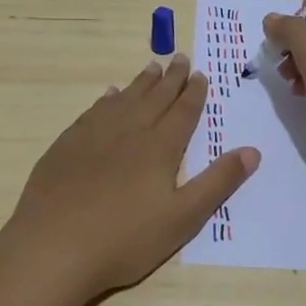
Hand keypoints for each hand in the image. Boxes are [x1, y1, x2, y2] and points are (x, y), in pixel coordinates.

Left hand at [0, 55, 259, 305]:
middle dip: (170, 78)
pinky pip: (94, 111)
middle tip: (180, 58)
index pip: (182, 112)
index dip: (194, 93)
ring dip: (140, 83)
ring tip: (151, 67)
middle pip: (154, 98)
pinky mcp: (67, 145)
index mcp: (160, 148)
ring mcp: (93, 135)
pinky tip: (109, 95)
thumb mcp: (183, 218)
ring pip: (124, 99)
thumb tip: (252, 150)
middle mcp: (129, 131)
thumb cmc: (125, 239)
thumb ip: (218, 182)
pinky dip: (107, 99)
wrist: (53, 247)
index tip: (200, 74)